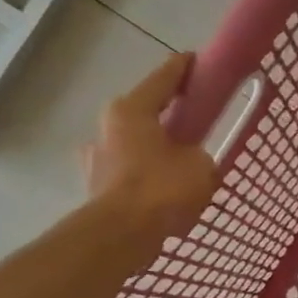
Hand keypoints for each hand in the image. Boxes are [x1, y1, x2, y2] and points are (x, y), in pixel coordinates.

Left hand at [81, 53, 218, 257]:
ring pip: (135, 144)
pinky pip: (130, 172)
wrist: (121, 236)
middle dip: (170, 116)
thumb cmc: (161, 190)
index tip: (198, 61)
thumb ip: (201, 155)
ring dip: (155, 149)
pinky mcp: (96, 186)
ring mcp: (97, 157)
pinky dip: (146, 176)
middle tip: (196, 122)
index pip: (163, 78)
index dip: (184, 68)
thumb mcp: (201, 166)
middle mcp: (107, 126)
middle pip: (146, 112)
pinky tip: (162, 191)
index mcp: (131, 109)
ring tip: (180, 164)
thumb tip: (194, 161)